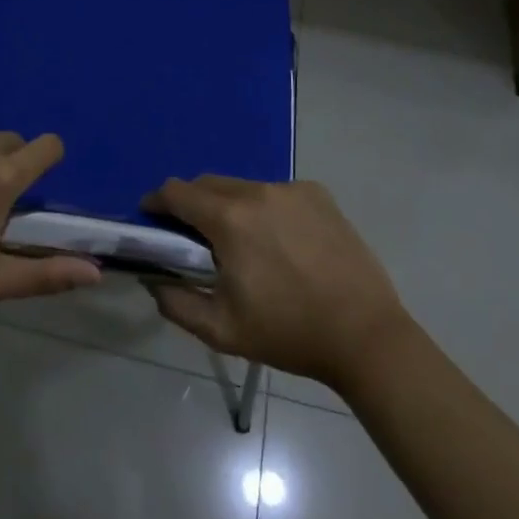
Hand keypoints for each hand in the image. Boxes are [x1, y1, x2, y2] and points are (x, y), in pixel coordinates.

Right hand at [143, 176, 406, 392]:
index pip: (177, 191)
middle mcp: (257, 191)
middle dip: (192, 203)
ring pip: (243, 187)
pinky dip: (266, 209)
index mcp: (229, 220)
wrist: (365, 335)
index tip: (153, 218)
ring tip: (243, 243)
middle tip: (195, 237)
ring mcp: (290, 189)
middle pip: (208, 183)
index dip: (158, 202)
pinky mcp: (318, 194)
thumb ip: (177, 303)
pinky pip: (276, 193)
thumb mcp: (222, 330)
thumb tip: (154, 281)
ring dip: (230, 206)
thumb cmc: (289, 334)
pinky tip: (282, 243)